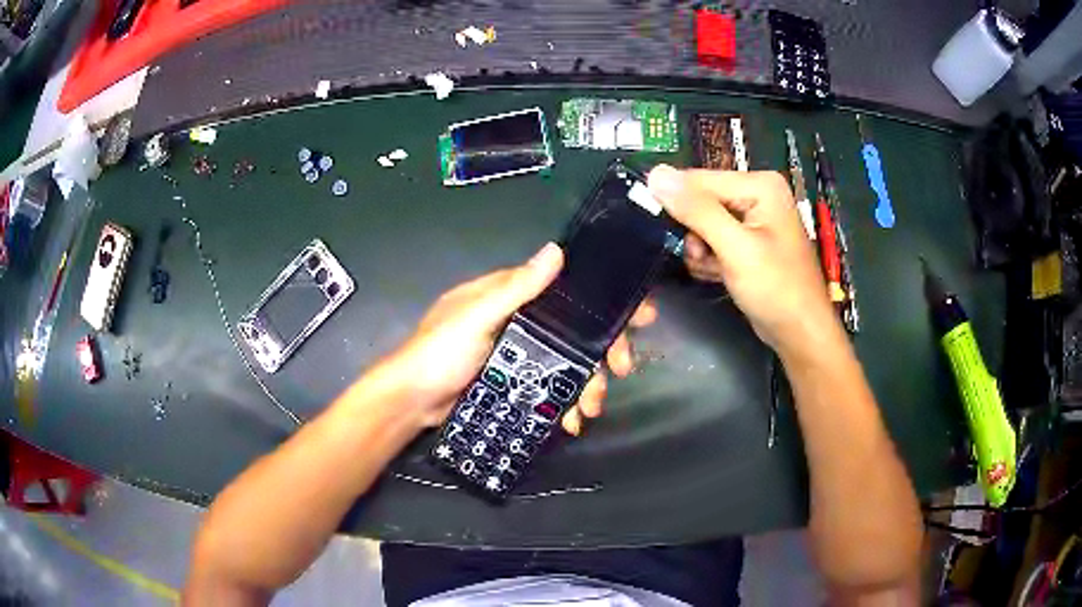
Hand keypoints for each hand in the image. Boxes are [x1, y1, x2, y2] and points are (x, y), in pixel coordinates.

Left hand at [389, 243, 655, 432]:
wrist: (412, 402)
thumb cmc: (439, 352)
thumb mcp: (475, 317)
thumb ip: (515, 289)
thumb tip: (556, 251)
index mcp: (510, 296)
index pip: (566, 290)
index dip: (602, 301)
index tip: (638, 316)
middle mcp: (520, 321)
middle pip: (575, 330)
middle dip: (603, 350)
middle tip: (621, 370)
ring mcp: (520, 355)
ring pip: (568, 363)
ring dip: (587, 384)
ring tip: (591, 408)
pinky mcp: (517, 384)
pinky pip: (551, 389)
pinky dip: (565, 403)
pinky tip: (572, 421)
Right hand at [647, 165, 835, 352]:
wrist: (800, 332)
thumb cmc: (776, 289)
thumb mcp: (736, 248)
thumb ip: (697, 210)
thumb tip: (655, 174)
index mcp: (759, 184)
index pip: (699, 179)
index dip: (678, 205)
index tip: (667, 234)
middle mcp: (756, 193)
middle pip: (700, 200)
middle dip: (694, 232)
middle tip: (702, 257)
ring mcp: (752, 217)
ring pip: (702, 222)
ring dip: (700, 249)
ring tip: (713, 269)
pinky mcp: (747, 240)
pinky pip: (713, 238)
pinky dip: (709, 258)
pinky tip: (718, 274)